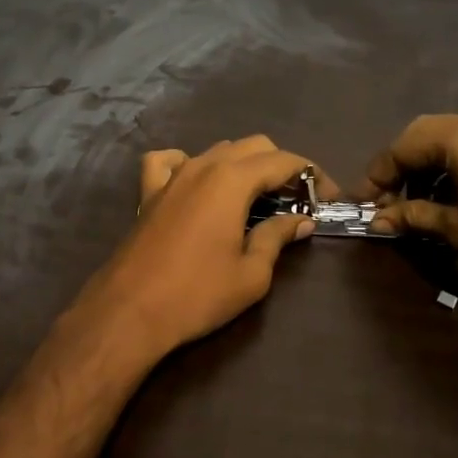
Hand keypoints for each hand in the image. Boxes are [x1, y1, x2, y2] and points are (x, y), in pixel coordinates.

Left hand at [66, 136, 318, 362]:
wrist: (129, 312)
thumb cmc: (197, 294)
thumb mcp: (252, 273)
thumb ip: (277, 237)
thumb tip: (301, 221)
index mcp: (232, 180)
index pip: (283, 161)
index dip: (312, 174)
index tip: (328, 198)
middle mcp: (203, 166)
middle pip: (253, 146)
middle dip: (281, 166)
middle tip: (297, 199)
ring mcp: (172, 176)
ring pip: (217, 150)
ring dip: (243, 165)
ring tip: (257, 197)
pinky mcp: (149, 193)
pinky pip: (169, 161)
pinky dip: (189, 163)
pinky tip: (196, 181)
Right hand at [363, 114, 457, 303]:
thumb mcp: (457, 228)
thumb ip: (413, 216)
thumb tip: (377, 220)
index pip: (401, 146)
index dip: (377, 176)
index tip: (363, 205)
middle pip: (423, 136)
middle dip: (400, 167)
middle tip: (387, 203)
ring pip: (449, 140)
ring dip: (426, 168)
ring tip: (417, 206)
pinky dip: (452, 167)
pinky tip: (450, 198)